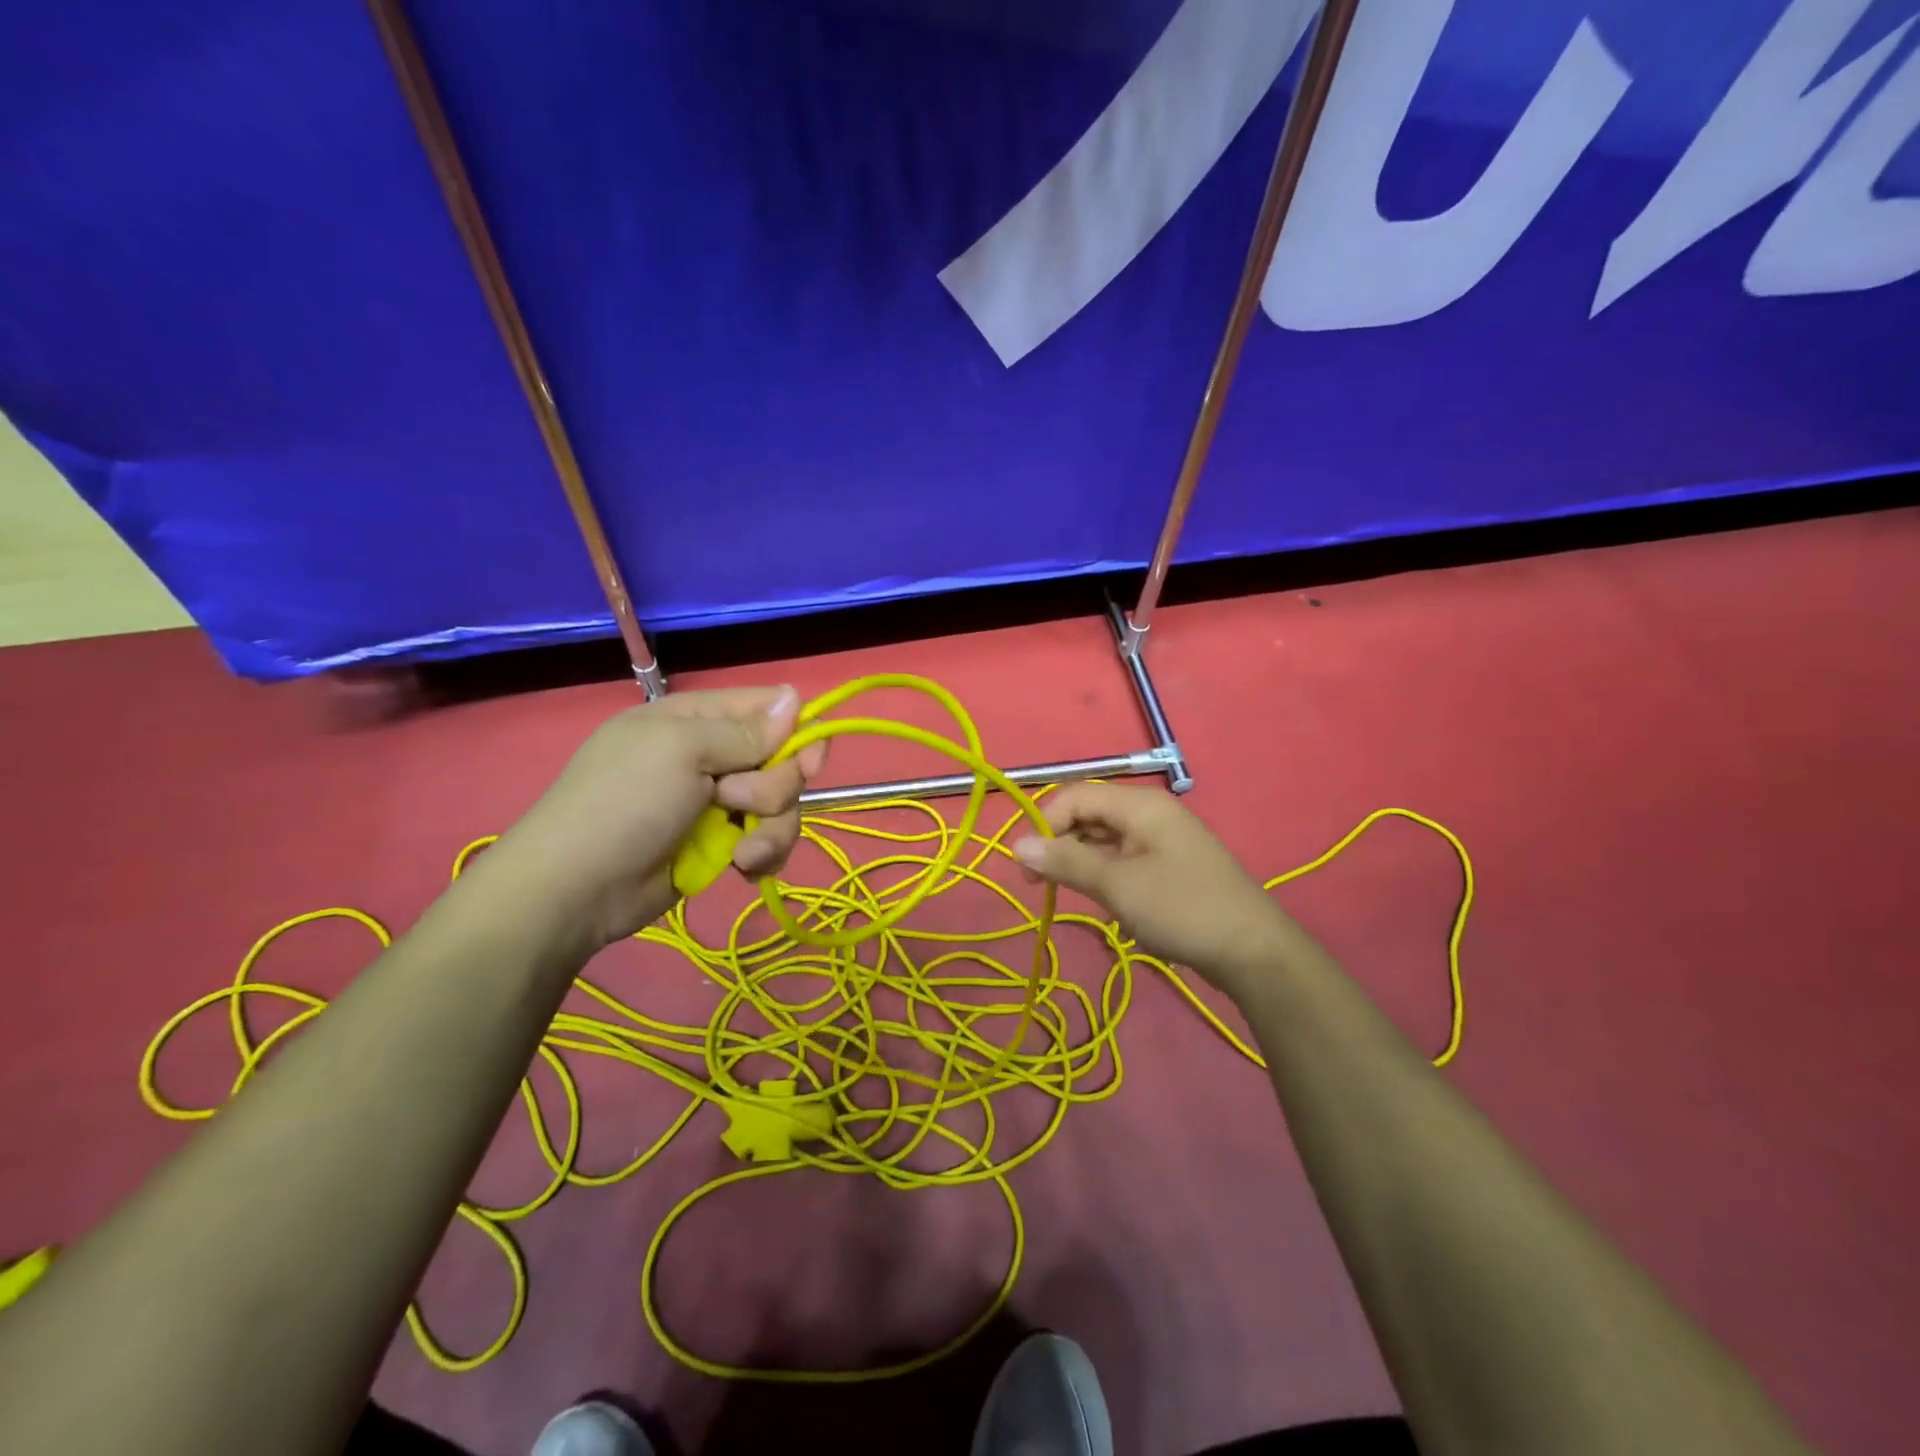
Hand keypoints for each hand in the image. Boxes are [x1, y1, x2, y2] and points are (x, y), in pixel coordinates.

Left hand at [492, 685, 825, 945]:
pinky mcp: (721, 845)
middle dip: (772, 789)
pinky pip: (767, 840)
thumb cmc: (625, 803)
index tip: (808, 762)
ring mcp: (717, 803)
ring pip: (781, 806)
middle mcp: (712, 756)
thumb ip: (745, 731)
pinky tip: (742, 869)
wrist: (576, 890)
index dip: (796, 732)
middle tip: (737, 804)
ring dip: (770, 830)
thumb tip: (796, 696)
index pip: (768, 708)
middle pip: (782, 761)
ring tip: (741, 854)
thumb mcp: (681, 751)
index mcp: (696, 719)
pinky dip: (762, 855)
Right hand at [1011, 784, 1299, 999]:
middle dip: (1059, 843)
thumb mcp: (1117, 885)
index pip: (1076, 796)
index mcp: (1141, 806)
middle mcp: (1150, 815)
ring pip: (1103, 840)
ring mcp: (1161, 841)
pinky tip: (1101, 901)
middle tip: (1036, 884)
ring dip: (1079, 862)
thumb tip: (1017, 845)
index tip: (1024, 864)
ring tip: (1064, 894)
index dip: (1045, 823)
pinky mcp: (1168, 868)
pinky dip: (1103, 875)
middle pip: (1089, 815)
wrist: (1254, 953)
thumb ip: (1066, 861)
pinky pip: (1122, 860)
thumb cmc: (1182, 909)